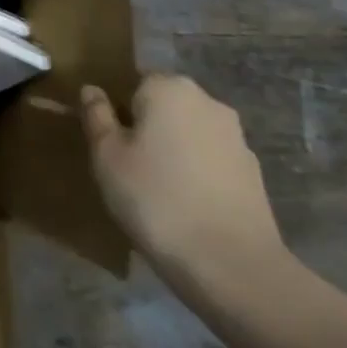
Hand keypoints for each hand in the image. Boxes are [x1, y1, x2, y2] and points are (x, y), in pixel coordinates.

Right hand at [80, 75, 286, 294]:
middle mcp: (207, 102)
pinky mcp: (254, 173)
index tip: (109, 142)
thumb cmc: (155, 199)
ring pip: (190, 133)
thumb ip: (97, 116)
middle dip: (147, 127)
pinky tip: (186, 206)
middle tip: (127, 165)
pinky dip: (197, 174)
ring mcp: (236, 138)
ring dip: (174, 150)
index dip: (119, 109)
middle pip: (165, 105)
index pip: (135, 82)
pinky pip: (212, 161)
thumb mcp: (107, 156)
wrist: (232, 265)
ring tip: (156, 190)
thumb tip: (92, 90)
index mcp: (169, 88)